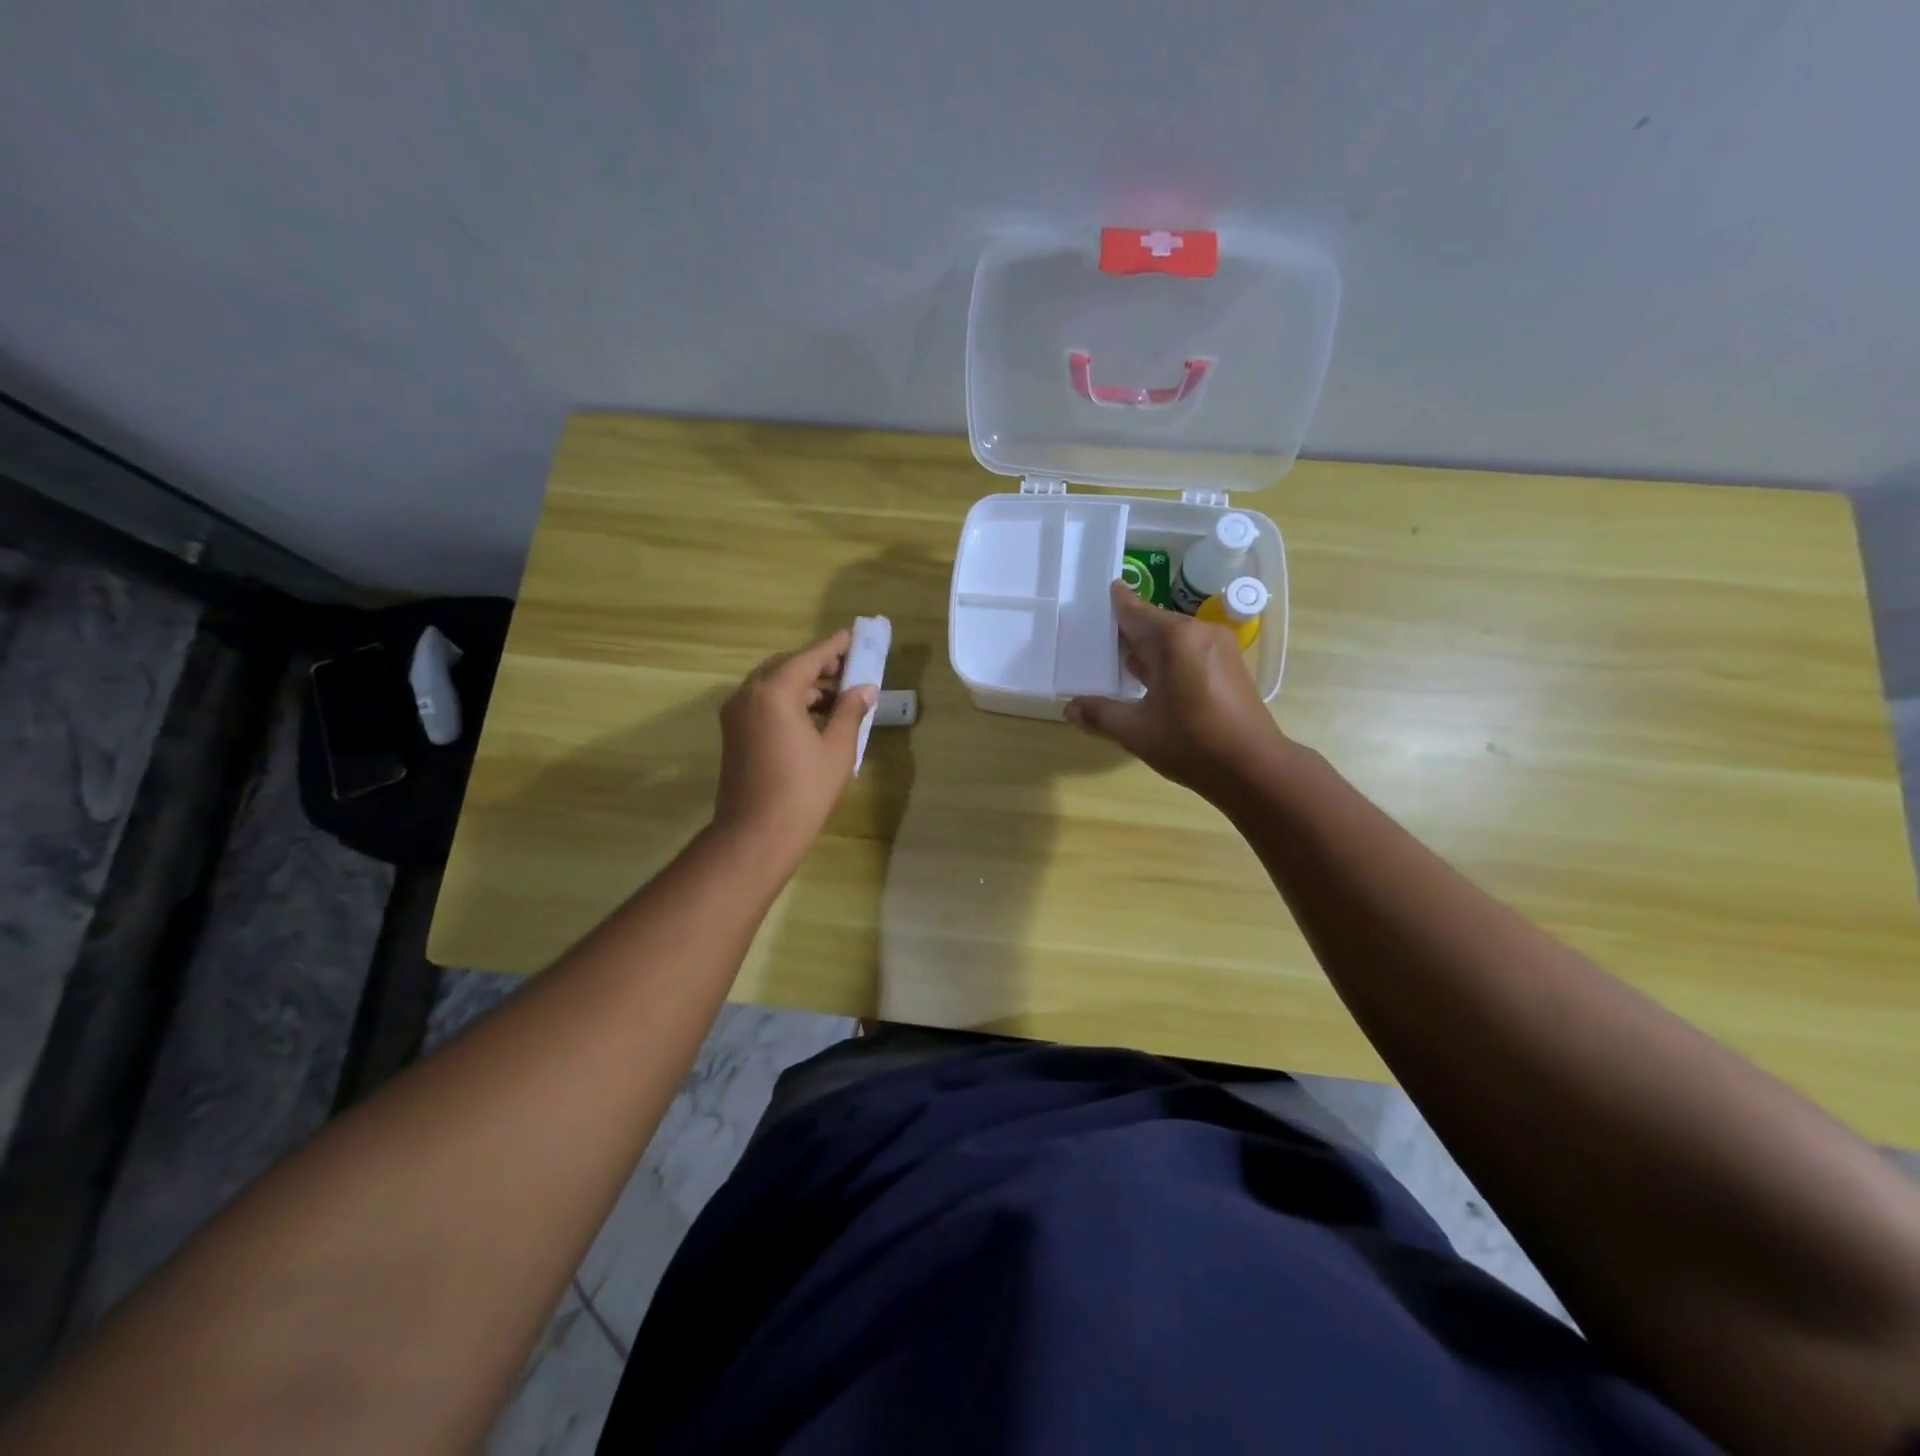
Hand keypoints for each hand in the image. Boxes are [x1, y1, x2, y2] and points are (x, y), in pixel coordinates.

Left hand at [712, 630, 876, 860]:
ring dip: (803, 685)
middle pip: (786, 666)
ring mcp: (736, 714)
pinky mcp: (733, 733)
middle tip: (849, 669)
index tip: (854, 636)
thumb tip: (865, 689)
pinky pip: (762, 703)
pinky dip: (787, 701)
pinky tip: (813, 717)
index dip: (834, 647)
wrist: (756, 834)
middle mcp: (748, 694)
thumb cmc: (803, 790)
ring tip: (837, 697)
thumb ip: (851, 712)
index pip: (809, 658)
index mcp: (774, 692)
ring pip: (772, 685)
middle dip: (817, 665)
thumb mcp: (837, 749)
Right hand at [1066, 581, 1284, 798]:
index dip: (1116, 603)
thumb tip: (1069, 709)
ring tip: (1119, 660)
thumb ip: (1101, 715)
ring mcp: (1219, 646)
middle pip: (1154, 623)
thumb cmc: (1192, 744)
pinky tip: (1151, 679)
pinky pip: (1190, 650)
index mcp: (1174, 639)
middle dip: (1128, 631)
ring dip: (1149, 648)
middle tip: (1098, 639)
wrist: (1254, 767)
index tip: (1102, 590)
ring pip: (1173, 638)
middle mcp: (1198, 632)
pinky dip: (1168, 658)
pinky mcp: (1230, 664)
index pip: (1135, 612)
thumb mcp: (1136, 731)